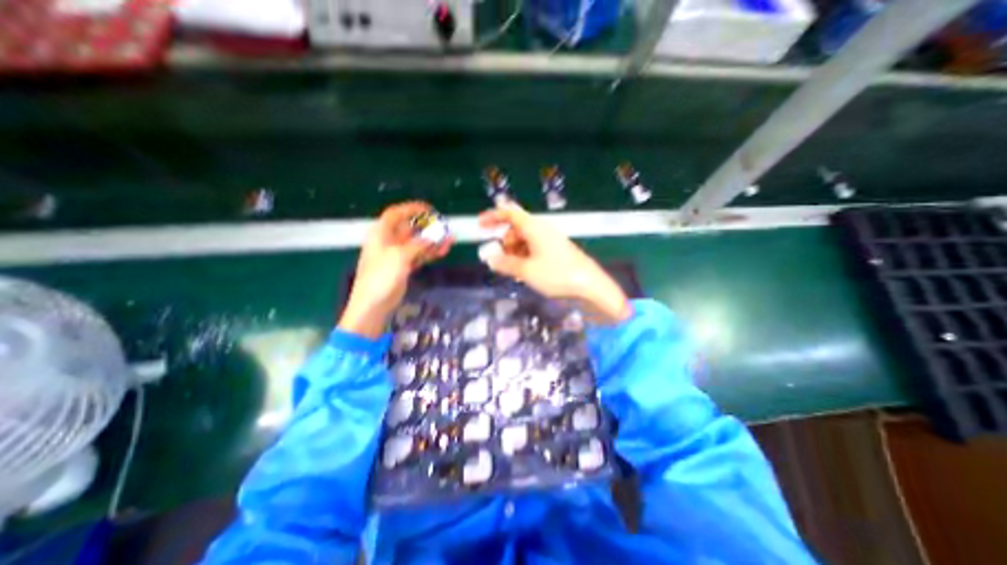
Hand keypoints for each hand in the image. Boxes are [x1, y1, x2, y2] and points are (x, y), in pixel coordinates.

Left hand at [339, 201, 448, 337]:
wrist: (373, 305)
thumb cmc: (381, 276)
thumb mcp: (399, 256)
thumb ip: (418, 244)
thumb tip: (433, 236)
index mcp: (381, 234)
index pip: (396, 214)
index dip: (411, 209)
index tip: (429, 209)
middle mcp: (389, 241)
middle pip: (410, 229)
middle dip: (427, 227)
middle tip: (444, 227)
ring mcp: (397, 255)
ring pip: (417, 243)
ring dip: (432, 241)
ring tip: (450, 240)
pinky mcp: (404, 267)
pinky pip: (419, 255)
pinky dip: (430, 253)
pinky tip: (443, 251)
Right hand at [477, 203, 627, 327]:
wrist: (590, 286)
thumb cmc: (557, 275)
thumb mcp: (526, 270)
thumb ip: (505, 263)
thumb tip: (489, 258)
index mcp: (534, 228)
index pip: (510, 213)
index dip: (493, 216)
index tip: (480, 225)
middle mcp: (542, 230)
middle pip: (516, 229)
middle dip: (505, 243)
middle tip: (502, 262)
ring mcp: (550, 241)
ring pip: (525, 241)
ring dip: (515, 253)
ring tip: (515, 271)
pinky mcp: (556, 252)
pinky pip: (534, 250)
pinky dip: (525, 258)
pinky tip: (526, 273)